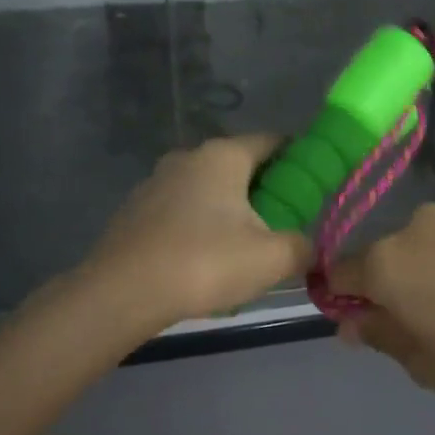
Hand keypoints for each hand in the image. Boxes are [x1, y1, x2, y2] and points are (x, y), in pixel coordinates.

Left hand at [86, 135, 311, 326]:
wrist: (121, 293)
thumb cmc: (204, 263)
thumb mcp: (271, 259)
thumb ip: (301, 248)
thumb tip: (308, 248)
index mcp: (223, 155)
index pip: (272, 141)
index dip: (298, 158)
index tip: (313, 184)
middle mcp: (188, 157)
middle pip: (239, 165)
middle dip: (265, 190)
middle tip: (284, 223)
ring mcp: (156, 182)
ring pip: (208, 189)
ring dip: (229, 210)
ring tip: (244, 249)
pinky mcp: (135, 210)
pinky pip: (181, 210)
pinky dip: (199, 226)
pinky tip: (203, 262)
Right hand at [329, 205, 434, 405]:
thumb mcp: (426, 366)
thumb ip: (379, 335)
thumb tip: (351, 320)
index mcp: (387, 262)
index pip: (338, 271)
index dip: (346, 297)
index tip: (371, 320)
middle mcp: (416, 225)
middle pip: (388, 254)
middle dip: (398, 283)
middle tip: (434, 320)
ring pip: (430, 242)